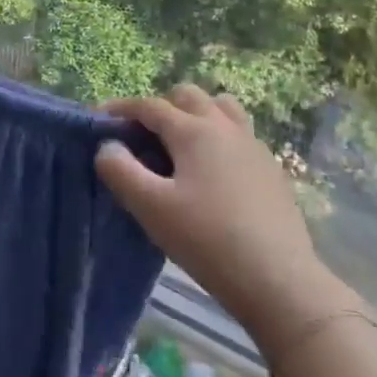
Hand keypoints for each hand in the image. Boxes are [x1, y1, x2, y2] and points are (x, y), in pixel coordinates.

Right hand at [95, 85, 355, 338]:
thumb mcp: (150, 207)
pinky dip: (218, 139)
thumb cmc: (206, 240)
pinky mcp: (271, 170)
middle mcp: (225, 127)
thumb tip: (108, 146)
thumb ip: (120, 170)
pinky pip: (239, 136)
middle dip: (160, 107)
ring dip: (196, 116)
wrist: (278, 280)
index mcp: (194, 130)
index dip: (120, 108)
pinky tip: (212, 175)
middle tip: (142, 138)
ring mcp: (254, 146)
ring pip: (221, 109)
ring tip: (180, 148)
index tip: (98, 119)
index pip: (149, 106)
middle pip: (188, 96)